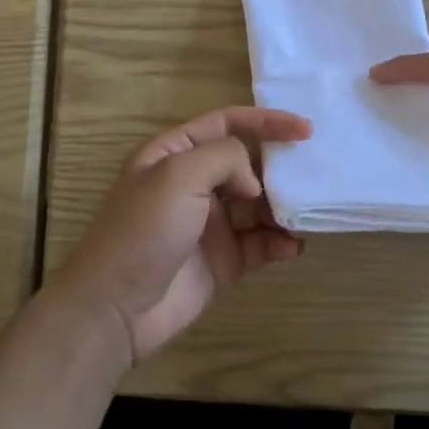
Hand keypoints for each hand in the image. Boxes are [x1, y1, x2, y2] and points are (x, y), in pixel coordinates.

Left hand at [47, 107, 312, 367]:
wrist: (115, 308)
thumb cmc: (143, 230)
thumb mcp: (178, 175)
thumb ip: (224, 158)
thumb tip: (253, 183)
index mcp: (175, 153)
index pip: (227, 123)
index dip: (266, 121)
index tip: (306, 129)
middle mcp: (194, 184)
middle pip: (248, 164)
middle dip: (279, 167)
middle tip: (313, 174)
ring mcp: (210, 224)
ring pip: (259, 205)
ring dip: (284, 207)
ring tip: (309, 213)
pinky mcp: (223, 261)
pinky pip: (260, 244)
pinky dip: (280, 243)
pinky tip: (294, 246)